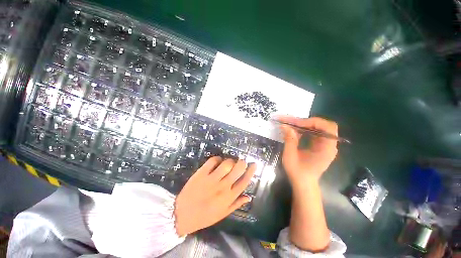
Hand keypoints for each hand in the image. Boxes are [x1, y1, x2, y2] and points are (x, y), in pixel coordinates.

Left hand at [174, 157, 255, 235]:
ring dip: (230, 161)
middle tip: (240, 161)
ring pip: (226, 163)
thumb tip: (249, 197)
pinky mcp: (201, 173)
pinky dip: (217, 159)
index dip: (251, 171)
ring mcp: (211, 179)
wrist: (182, 215)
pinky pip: (212, 161)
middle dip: (242, 162)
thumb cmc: (204, 216)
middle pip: (237, 169)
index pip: (244, 181)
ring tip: (228, 163)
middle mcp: (222, 187)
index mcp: (229, 197)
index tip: (254, 164)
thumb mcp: (223, 213)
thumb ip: (237, 204)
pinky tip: (217, 162)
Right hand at [278, 116, 337, 188]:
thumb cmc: (298, 172)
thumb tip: (285, 125)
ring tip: (291, 124)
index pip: (327, 127)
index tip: (295, 124)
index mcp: (327, 149)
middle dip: (307, 121)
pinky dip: (305, 129)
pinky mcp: (319, 146)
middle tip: (292, 122)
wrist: (303, 183)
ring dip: (305, 124)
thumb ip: (289, 140)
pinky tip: (296, 130)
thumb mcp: (290, 156)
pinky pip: (315, 132)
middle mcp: (329, 145)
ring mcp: (325, 145)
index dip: (311, 122)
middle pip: (324, 125)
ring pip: (319, 128)